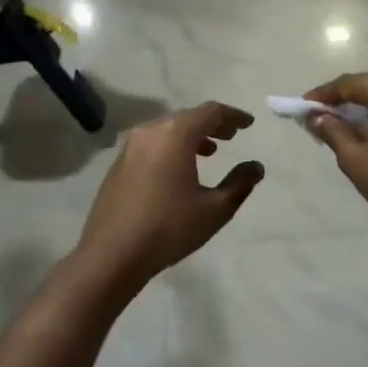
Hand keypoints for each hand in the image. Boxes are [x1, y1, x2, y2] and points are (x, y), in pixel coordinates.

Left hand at [73, 103, 263, 287]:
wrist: (112, 254)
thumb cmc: (169, 228)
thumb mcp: (215, 209)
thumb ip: (240, 183)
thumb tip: (256, 167)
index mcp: (175, 134)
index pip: (210, 112)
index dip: (233, 116)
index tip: (249, 124)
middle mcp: (150, 131)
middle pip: (187, 117)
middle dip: (212, 124)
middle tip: (231, 135)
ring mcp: (130, 146)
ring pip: (167, 130)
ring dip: (191, 136)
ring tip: (210, 152)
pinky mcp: (118, 163)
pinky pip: (152, 143)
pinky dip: (171, 147)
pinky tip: (179, 168)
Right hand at [304, 72, 367, 231]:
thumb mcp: (353, 156)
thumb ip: (331, 130)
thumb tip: (317, 117)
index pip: (346, 84)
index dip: (321, 96)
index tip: (301, 108)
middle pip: (367, 87)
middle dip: (342, 102)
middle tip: (319, 120)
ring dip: (362, 110)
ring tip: (341, 129)